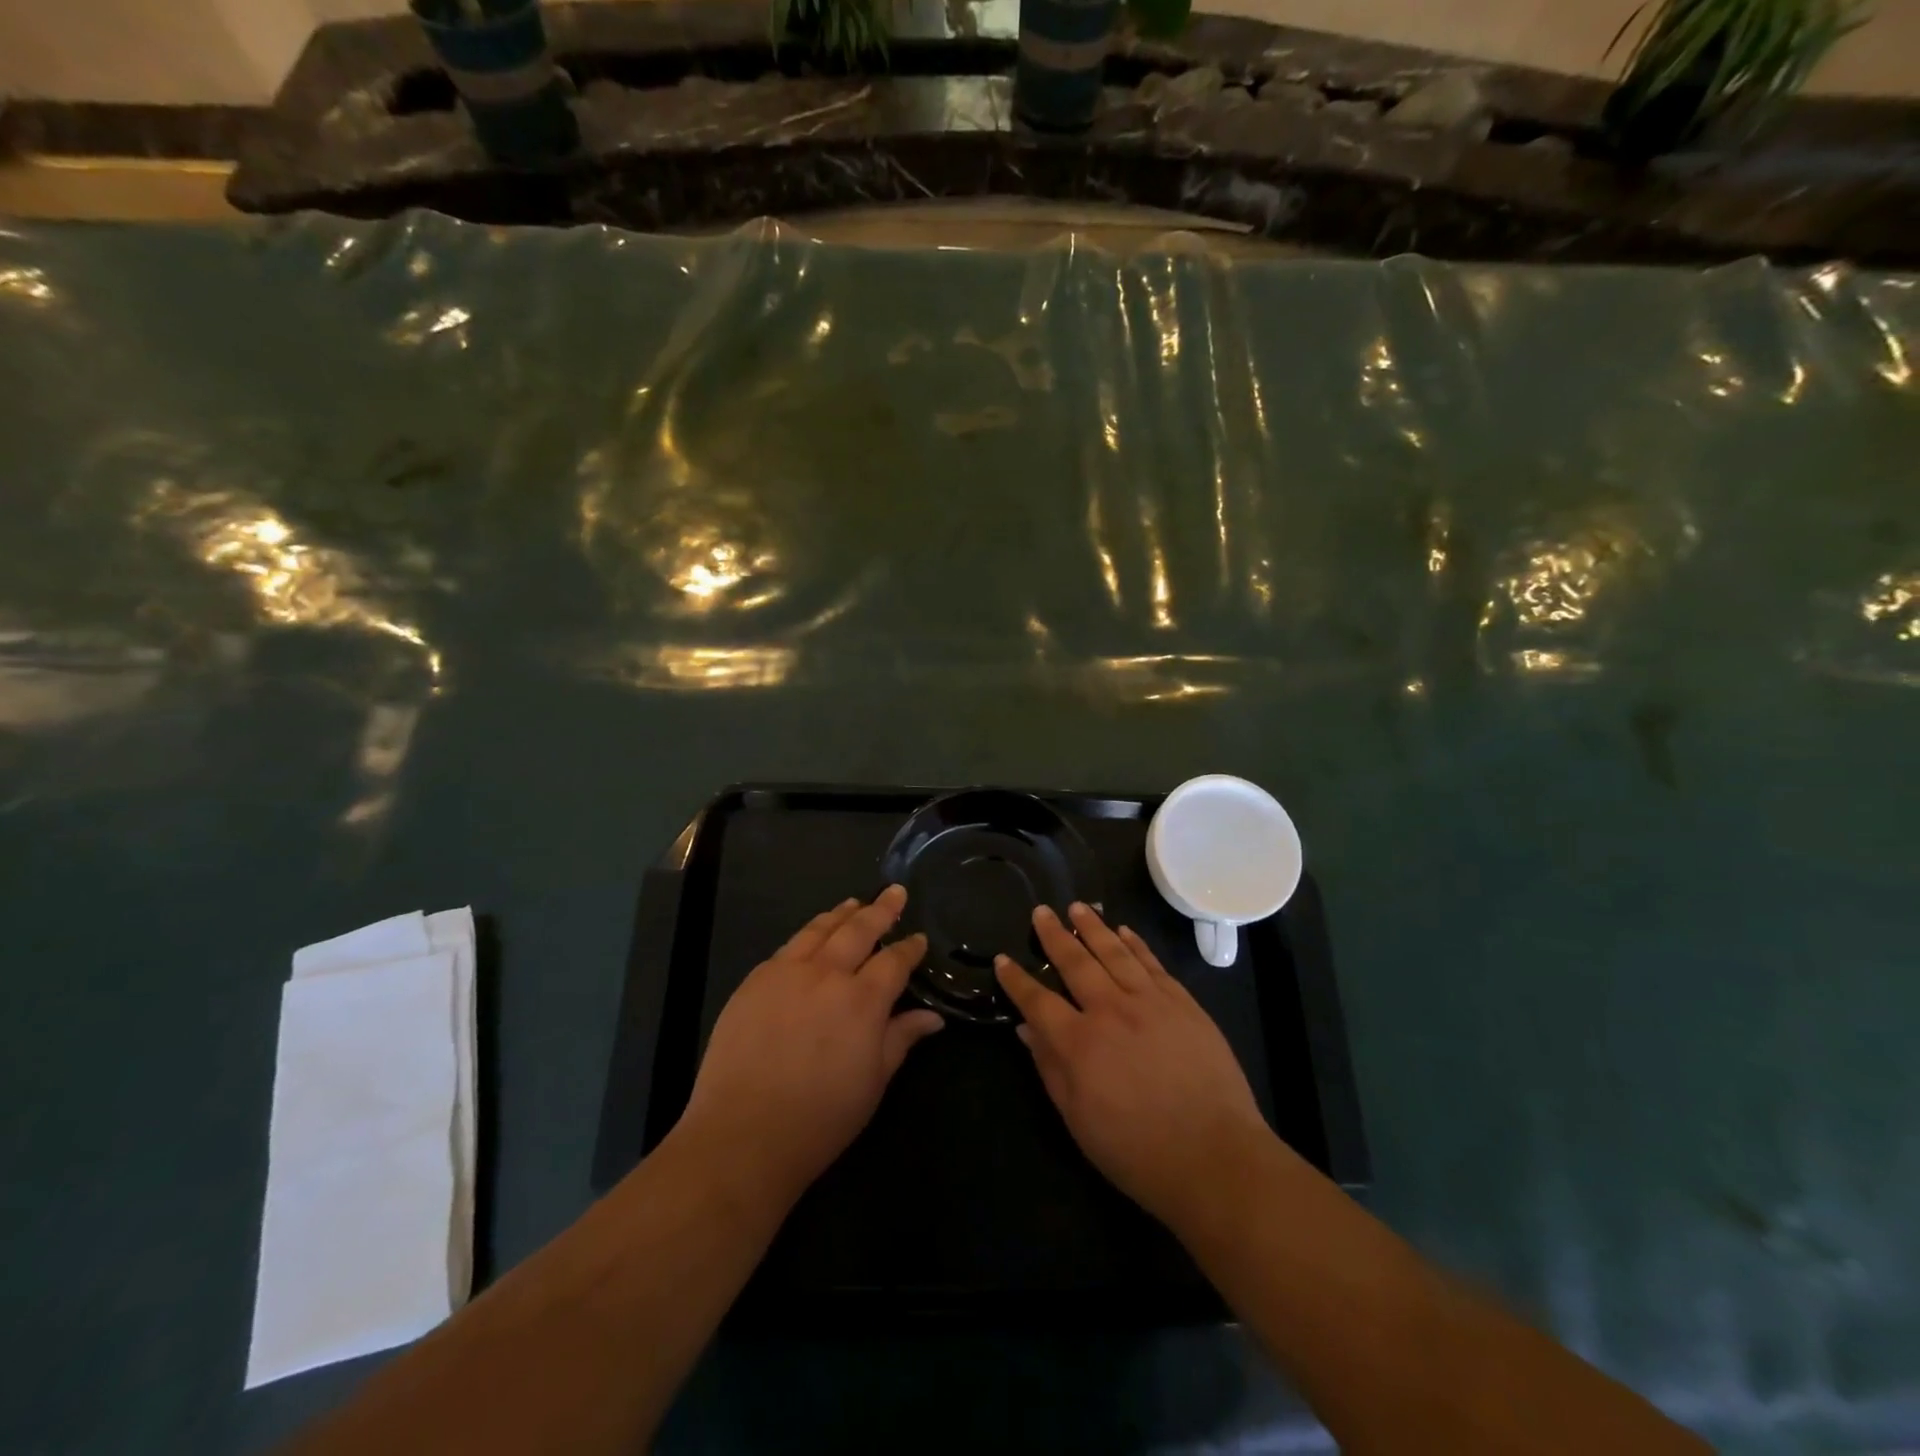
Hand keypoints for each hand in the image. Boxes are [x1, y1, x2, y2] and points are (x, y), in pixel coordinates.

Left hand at [675, 886, 943, 1205]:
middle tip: (895, 892)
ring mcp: (787, 972)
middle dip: (881, 909)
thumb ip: (901, 1038)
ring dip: (841, 914)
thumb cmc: (820, 1117)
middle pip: (859, 929)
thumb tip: (933, 1017)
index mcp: (863, 1000)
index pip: (894, 961)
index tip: (919, 938)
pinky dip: (808, 934)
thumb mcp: (873, 1081)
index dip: (910, 947)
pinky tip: (812, 935)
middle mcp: (827, 974)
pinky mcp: (755, 980)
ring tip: (854, 903)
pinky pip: (788, 947)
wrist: (743, 1134)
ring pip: (820, 929)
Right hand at [995, 902, 1272, 1233]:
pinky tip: (1124, 931)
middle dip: (1055, 935)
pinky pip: (1153, 963)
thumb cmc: (1137, 1151)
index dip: (1017, 980)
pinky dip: (1136, 943)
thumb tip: (1026, 1029)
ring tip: (1078, 907)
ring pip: (1115, 952)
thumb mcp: (1078, 1120)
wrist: (1215, 1157)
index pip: (1038, 1001)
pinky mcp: (1183, 1003)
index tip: (1003, 959)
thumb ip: (1050, 1068)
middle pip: (1076, 963)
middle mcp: (1111, 1011)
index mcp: (1079, 1043)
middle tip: (1041, 911)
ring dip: (1093, 927)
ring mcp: (1151, 1002)